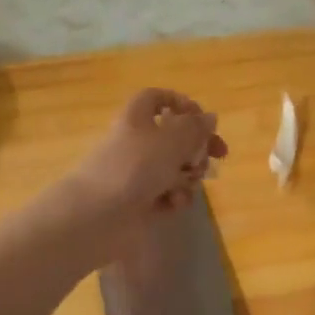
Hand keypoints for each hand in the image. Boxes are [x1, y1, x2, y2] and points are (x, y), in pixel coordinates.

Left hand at [65, 89, 228, 229]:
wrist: (98, 216)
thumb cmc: (135, 167)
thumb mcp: (172, 139)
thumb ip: (195, 127)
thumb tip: (209, 117)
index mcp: (137, 117)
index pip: (157, 98)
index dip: (181, 104)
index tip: (203, 119)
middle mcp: (136, 142)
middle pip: (174, 137)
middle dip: (197, 147)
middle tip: (216, 157)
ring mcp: (137, 174)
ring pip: (174, 168)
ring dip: (188, 175)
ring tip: (186, 184)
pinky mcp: (139, 202)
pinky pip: (167, 194)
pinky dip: (174, 198)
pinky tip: (173, 203)